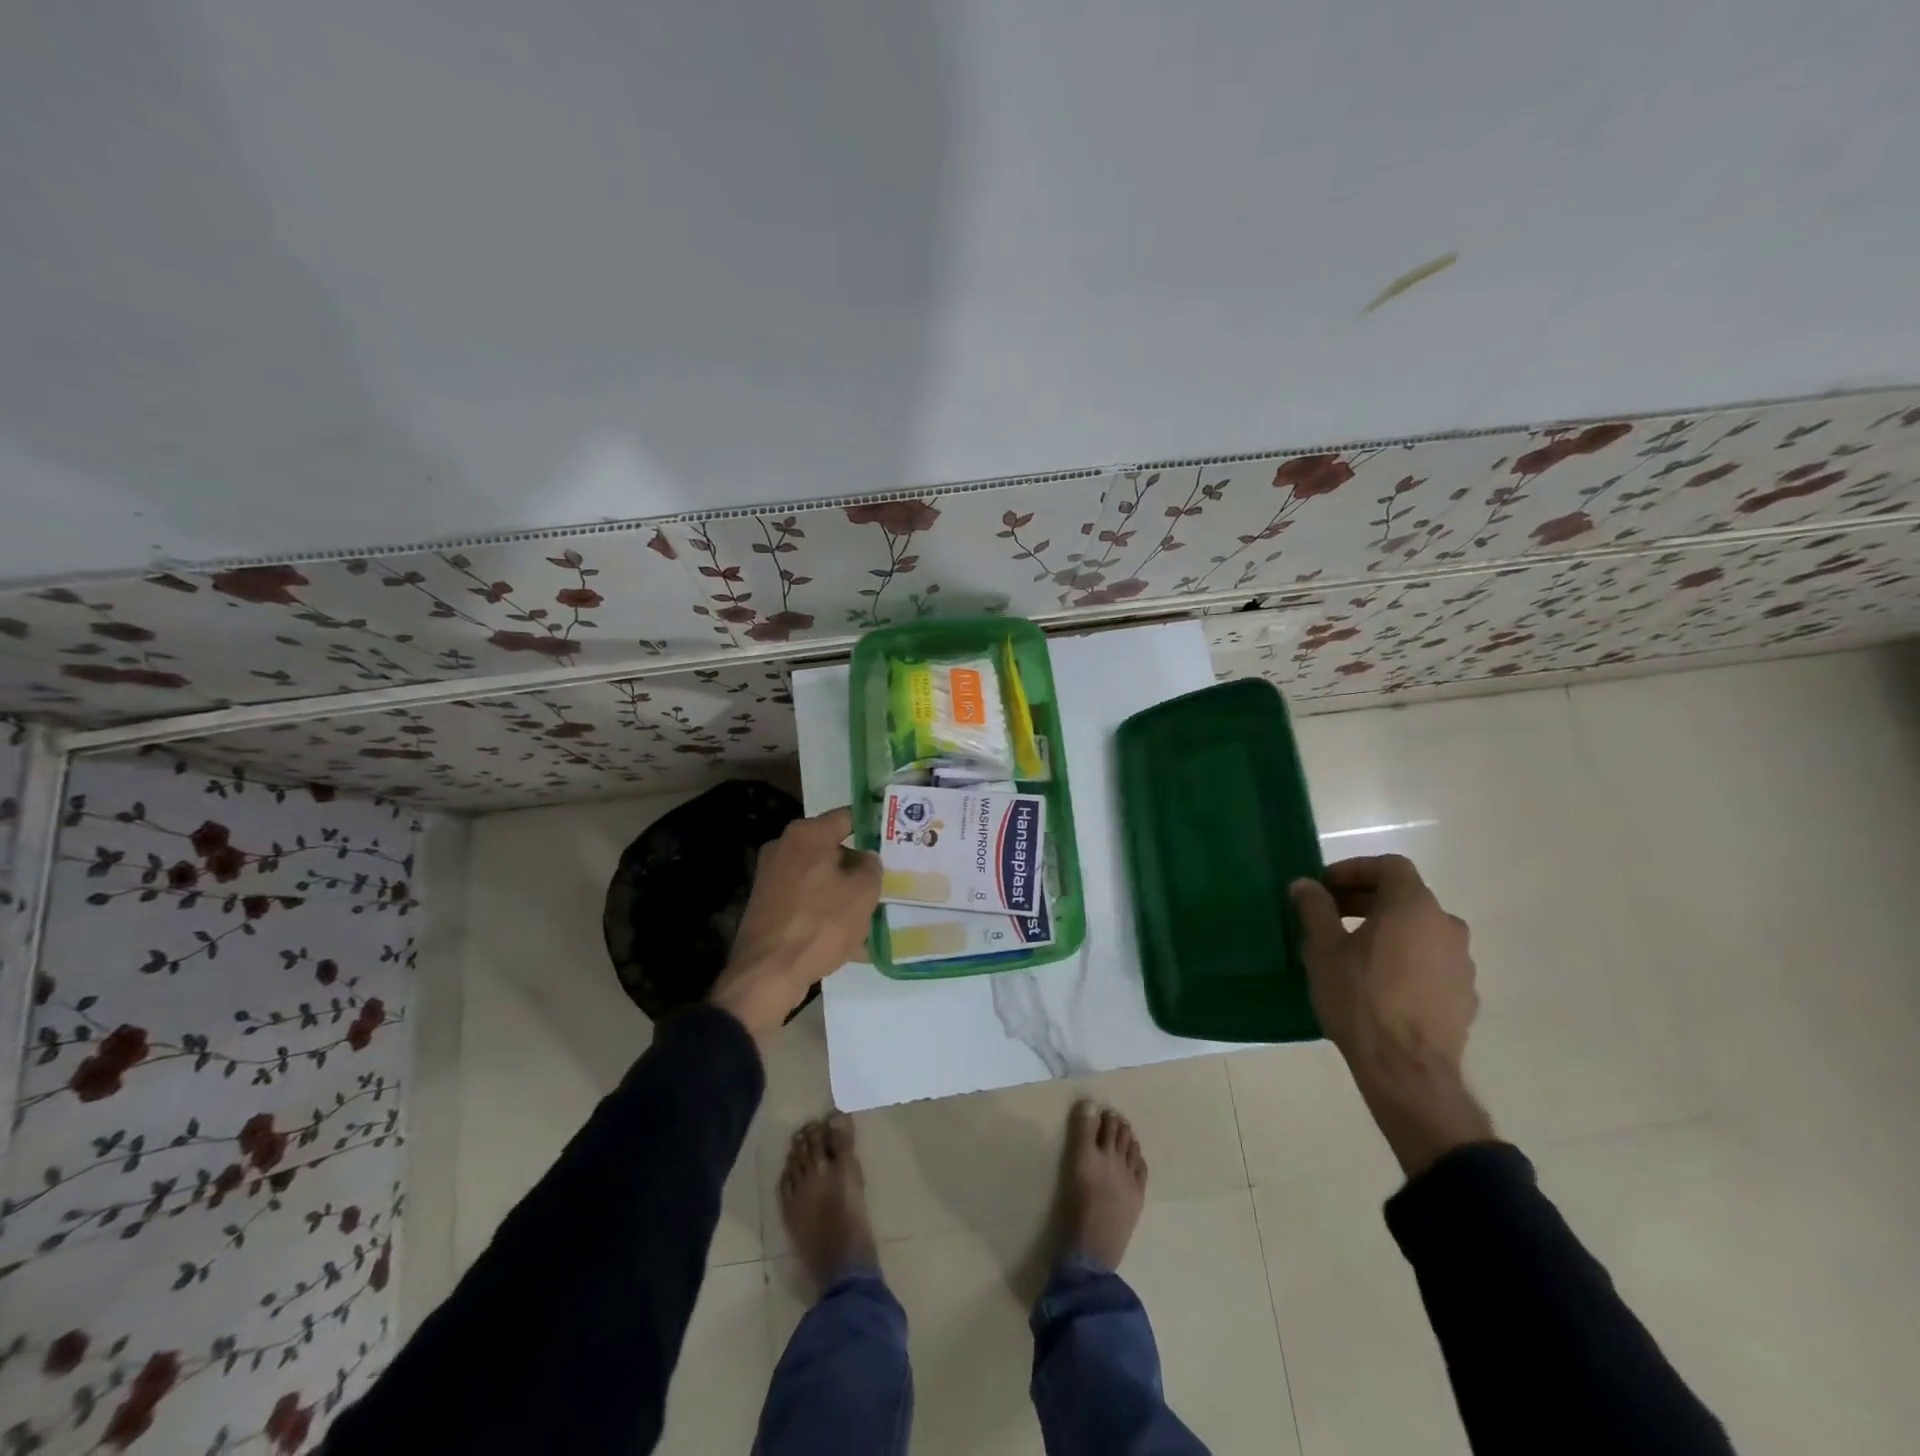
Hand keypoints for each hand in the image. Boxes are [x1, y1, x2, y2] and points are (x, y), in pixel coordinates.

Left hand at [709, 807, 880, 1042]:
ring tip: (868, 914)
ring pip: (819, 877)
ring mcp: (771, 877)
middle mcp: (784, 847)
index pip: (847, 817)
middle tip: (882, 880)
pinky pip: (805, 900)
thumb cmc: (820, 924)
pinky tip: (847, 937)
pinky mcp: (766, 905)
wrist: (767, 974)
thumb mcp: (863, 893)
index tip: (891, 837)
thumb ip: (871, 867)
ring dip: (842, 892)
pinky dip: (824, 911)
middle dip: (856, 865)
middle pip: (831, 848)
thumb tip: (865, 859)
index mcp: (807, 834)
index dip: (871, 825)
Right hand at [1291, 856, 1493, 1176]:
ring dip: (1386, 929)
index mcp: (1413, 906)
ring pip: (1419, 930)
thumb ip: (1314, 908)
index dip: (1354, 869)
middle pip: (1405, 896)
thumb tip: (1304, 885)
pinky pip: (1430, 960)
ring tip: (1352, 951)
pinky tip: (1378, 982)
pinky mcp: (1464, 994)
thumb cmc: (1360, 998)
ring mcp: (1461, 962)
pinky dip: (1404, 958)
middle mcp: (1446, 925)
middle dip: (1365, 900)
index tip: (1325, 887)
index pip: (1389, 866)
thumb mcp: (1323, 949)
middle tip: (1330, 916)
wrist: (1407, 1069)